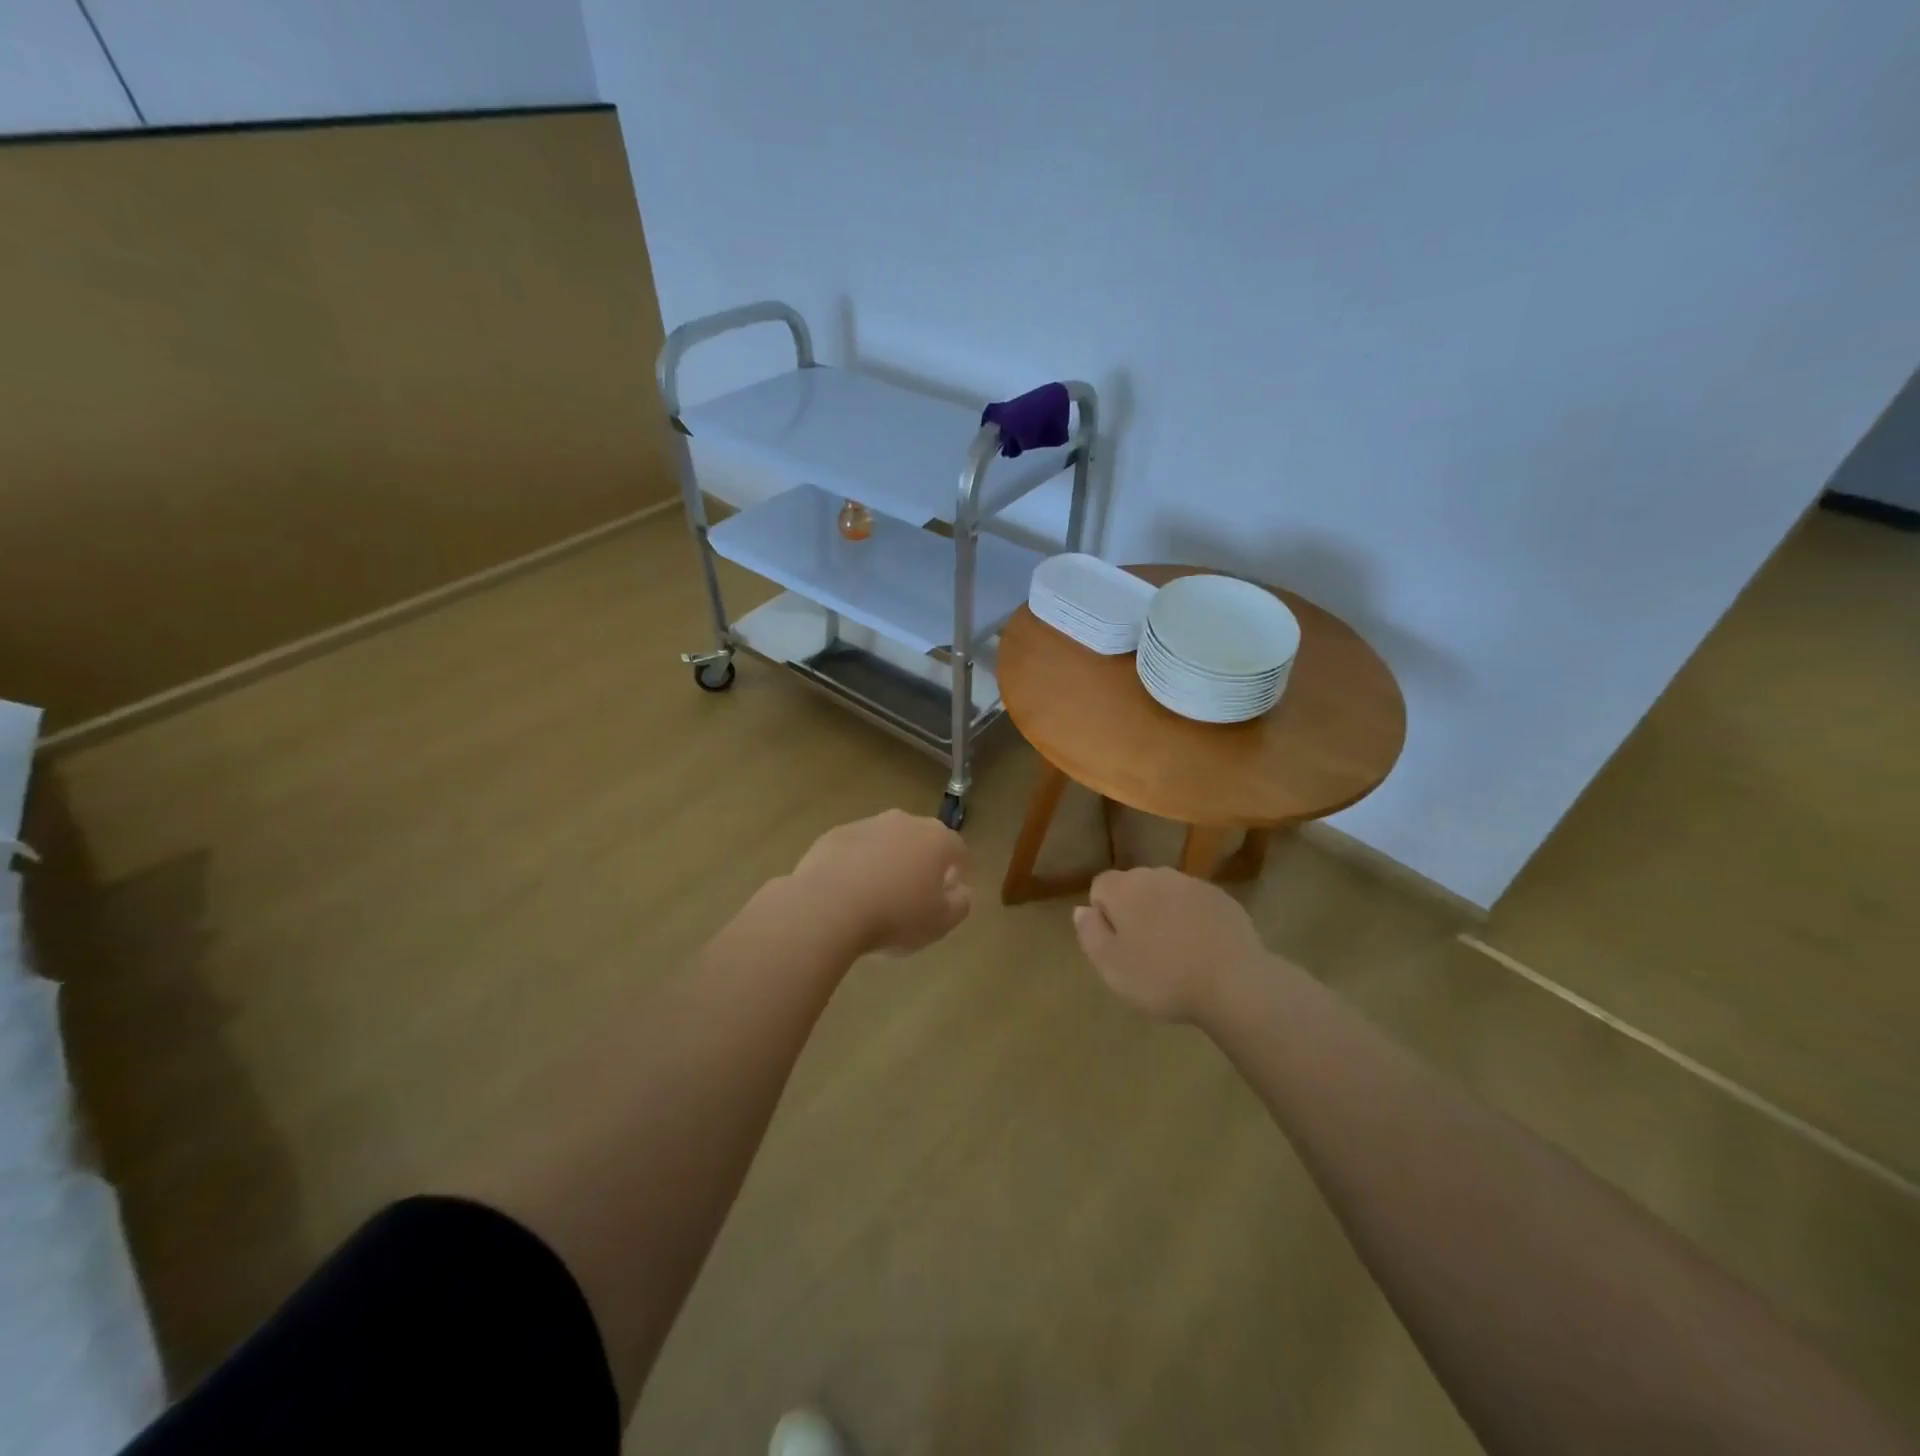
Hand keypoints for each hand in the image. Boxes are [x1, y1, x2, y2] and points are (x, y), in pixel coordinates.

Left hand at [789, 810, 971, 956]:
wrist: (828, 906)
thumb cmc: (895, 915)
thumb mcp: (940, 922)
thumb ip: (960, 903)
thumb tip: (960, 890)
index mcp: (936, 839)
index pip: (958, 850)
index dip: (957, 873)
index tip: (947, 896)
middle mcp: (904, 822)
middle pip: (921, 841)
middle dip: (920, 864)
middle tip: (912, 898)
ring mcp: (866, 824)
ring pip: (885, 843)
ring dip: (886, 863)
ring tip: (875, 898)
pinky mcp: (834, 834)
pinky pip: (854, 850)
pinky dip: (856, 866)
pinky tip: (847, 894)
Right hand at [1073, 867, 1267, 1021]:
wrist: (1234, 982)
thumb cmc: (1163, 978)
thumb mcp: (1111, 967)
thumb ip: (1090, 933)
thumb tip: (1081, 910)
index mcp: (1125, 888)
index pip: (1100, 886)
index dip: (1103, 915)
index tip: (1117, 946)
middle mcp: (1156, 875)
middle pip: (1133, 887)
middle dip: (1134, 911)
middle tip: (1144, 952)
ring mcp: (1193, 883)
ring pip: (1166, 893)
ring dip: (1163, 914)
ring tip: (1176, 952)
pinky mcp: (1221, 897)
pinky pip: (1195, 903)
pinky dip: (1192, 919)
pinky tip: (1202, 949)